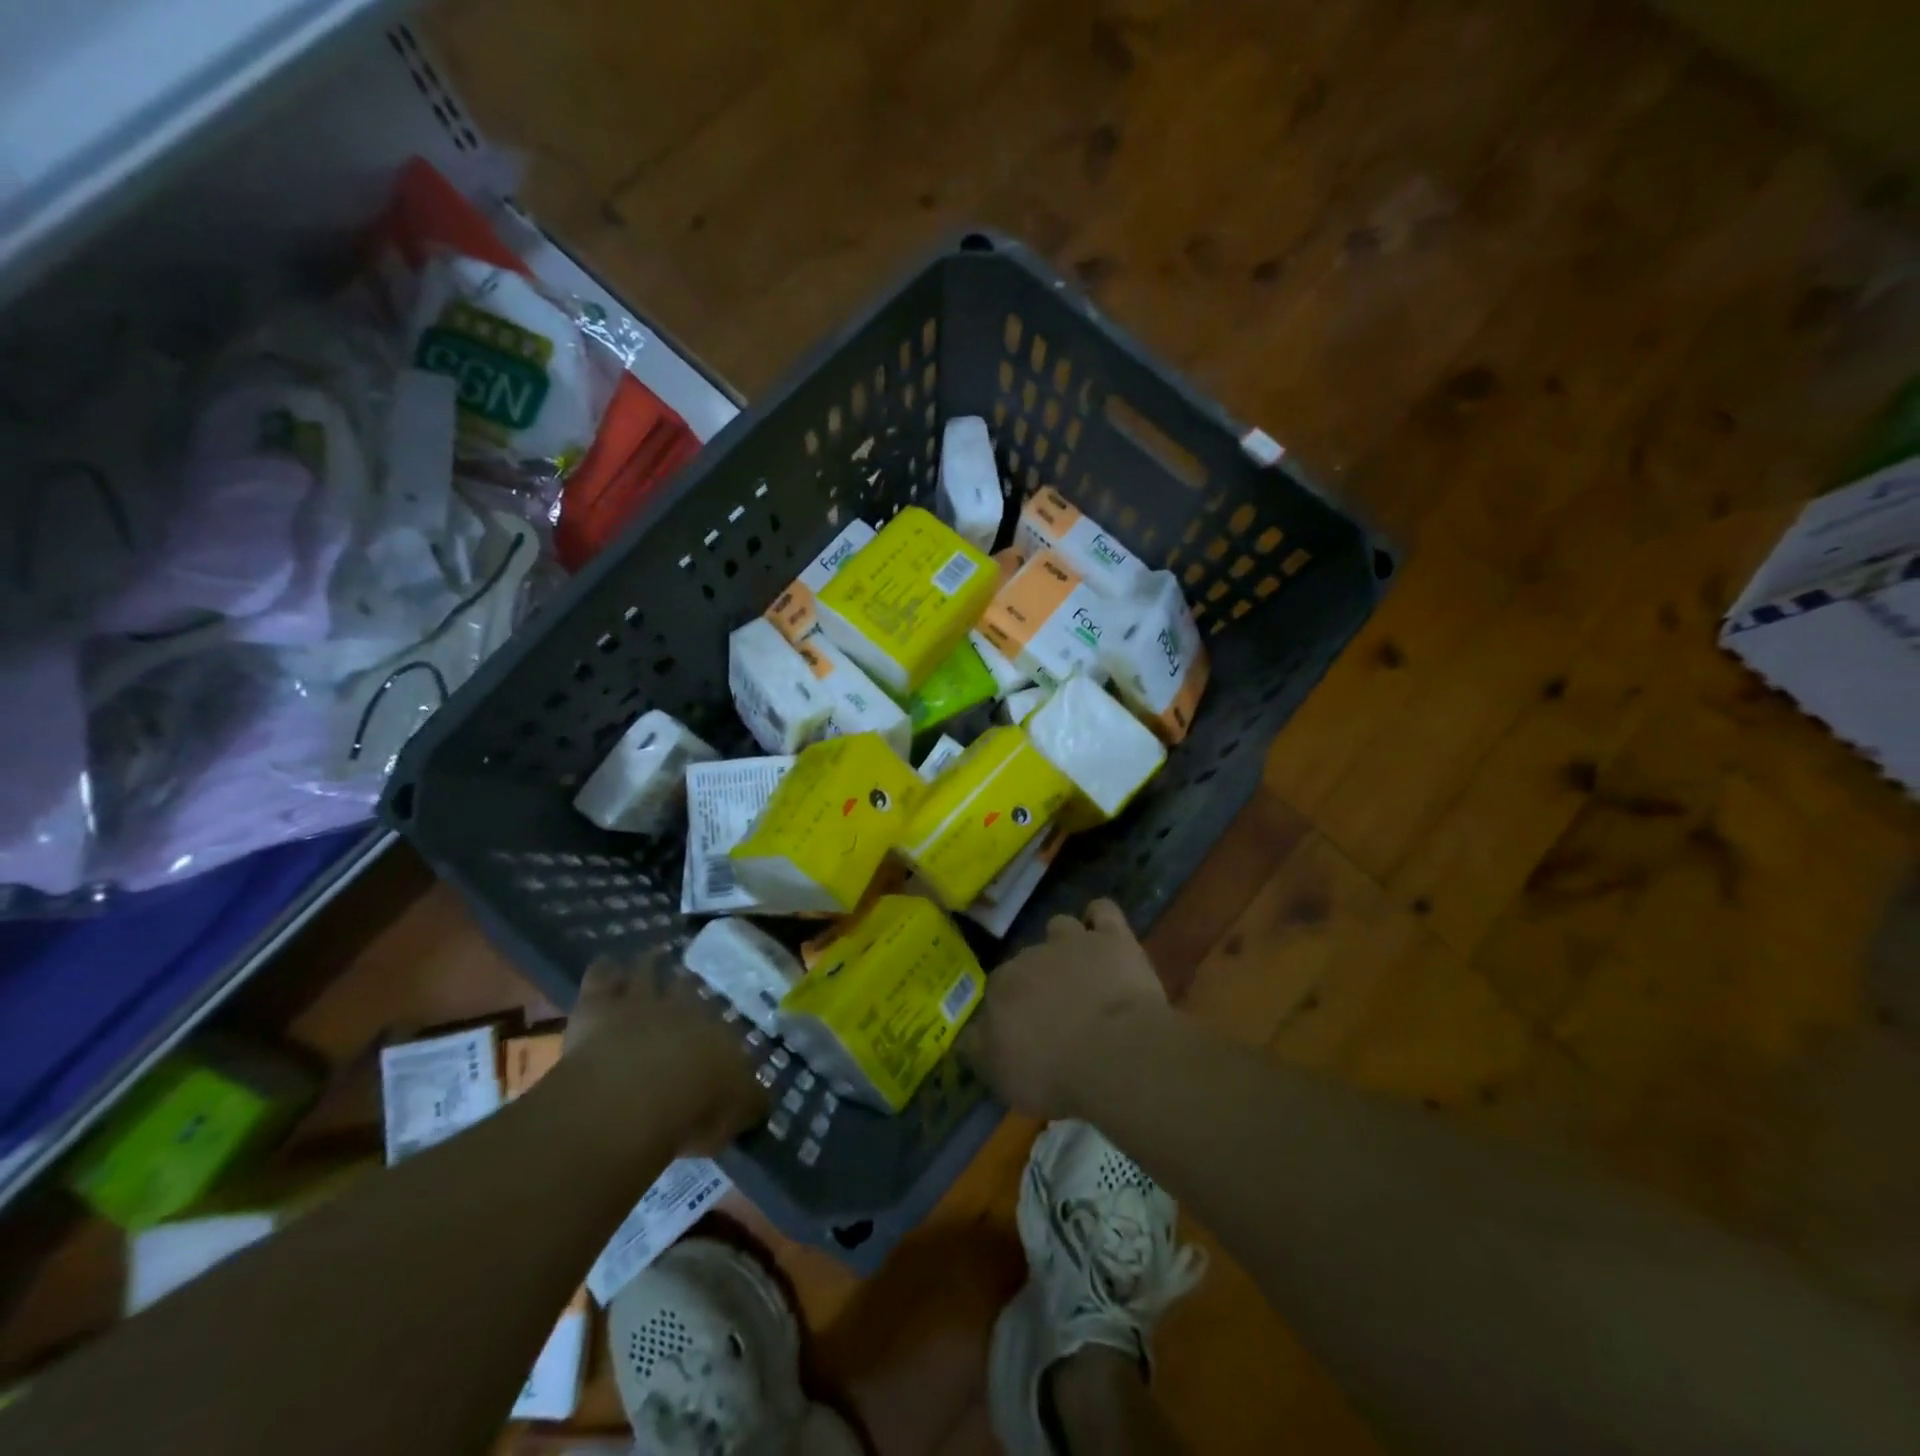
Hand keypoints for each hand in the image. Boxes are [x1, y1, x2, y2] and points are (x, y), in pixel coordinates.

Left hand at [563, 953, 766, 1154]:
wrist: (637, 1092)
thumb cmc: (696, 1106)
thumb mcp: (736, 1113)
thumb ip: (749, 1103)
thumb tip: (762, 1101)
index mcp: (717, 1035)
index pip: (720, 1026)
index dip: (716, 1025)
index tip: (716, 1027)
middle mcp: (683, 1010)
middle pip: (684, 989)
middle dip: (685, 984)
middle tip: (685, 978)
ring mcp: (640, 1004)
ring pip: (646, 973)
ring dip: (649, 964)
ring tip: (653, 955)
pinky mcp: (598, 1008)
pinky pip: (600, 980)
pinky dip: (604, 970)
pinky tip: (606, 962)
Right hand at [962, 899, 1169, 1119]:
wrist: (1116, 1055)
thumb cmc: (1055, 1074)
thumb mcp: (1002, 1078)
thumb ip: (980, 1049)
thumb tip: (970, 1035)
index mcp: (1000, 987)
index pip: (996, 991)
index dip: (1010, 1010)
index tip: (1023, 1031)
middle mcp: (1030, 956)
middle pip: (1028, 961)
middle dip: (1038, 980)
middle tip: (1057, 1010)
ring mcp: (1072, 941)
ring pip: (1060, 927)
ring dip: (1066, 943)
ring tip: (1081, 969)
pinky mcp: (1112, 938)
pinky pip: (1102, 911)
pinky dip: (1101, 920)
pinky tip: (1105, 936)